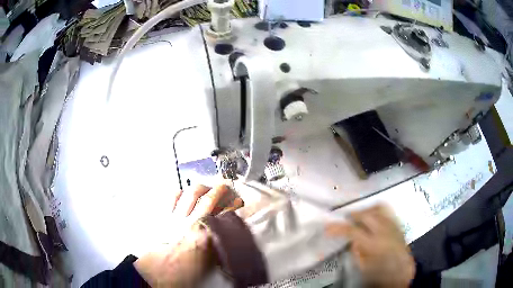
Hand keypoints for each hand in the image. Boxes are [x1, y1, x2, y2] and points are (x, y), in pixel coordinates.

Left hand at [134, 185, 242, 286]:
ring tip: (207, 187)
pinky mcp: (165, 215)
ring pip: (191, 194)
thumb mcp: (210, 257)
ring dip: (202, 188)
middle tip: (225, 188)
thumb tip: (226, 227)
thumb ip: (219, 240)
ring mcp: (177, 217)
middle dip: (220, 190)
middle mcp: (192, 222)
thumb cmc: (187, 266)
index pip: (224, 215)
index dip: (233, 206)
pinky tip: (185, 192)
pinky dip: (180, 192)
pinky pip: (172, 197)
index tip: (238, 202)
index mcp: (205, 235)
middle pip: (209, 199)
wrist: (164, 267)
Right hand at [326, 205, 414, 286]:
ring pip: (378, 209)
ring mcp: (393, 226)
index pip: (353, 231)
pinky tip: (373, 217)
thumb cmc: (381, 274)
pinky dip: (377, 211)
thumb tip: (352, 241)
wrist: (402, 272)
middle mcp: (385, 231)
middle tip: (345, 218)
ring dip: (366, 210)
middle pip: (367, 215)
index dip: (338, 228)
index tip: (328, 228)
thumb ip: (356, 253)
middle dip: (354, 214)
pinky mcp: (398, 225)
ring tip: (359, 215)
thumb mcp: (364, 268)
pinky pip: (387, 212)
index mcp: (374, 244)